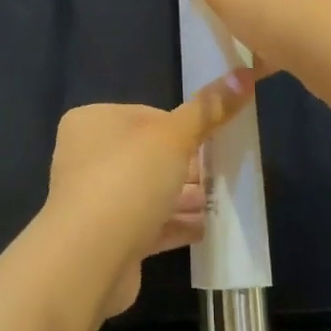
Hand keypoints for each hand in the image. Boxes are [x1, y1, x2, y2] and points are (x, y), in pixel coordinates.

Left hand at [39, 71, 256, 321]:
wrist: (89, 258)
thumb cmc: (128, 179)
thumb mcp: (175, 136)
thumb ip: (209, 108)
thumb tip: (243, 73)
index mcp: (92, 122)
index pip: (146, 116)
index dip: (181, 128)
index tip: (210, 141)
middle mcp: (86, 158)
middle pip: (147, 156)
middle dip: (186, 166)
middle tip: (222, 174)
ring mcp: (93, 201)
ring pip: (148, 192)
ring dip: (182, 198)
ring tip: (218, 202)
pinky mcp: (105, 239)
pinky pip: (147, 226)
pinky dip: (174, 225)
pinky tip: (205, 229)